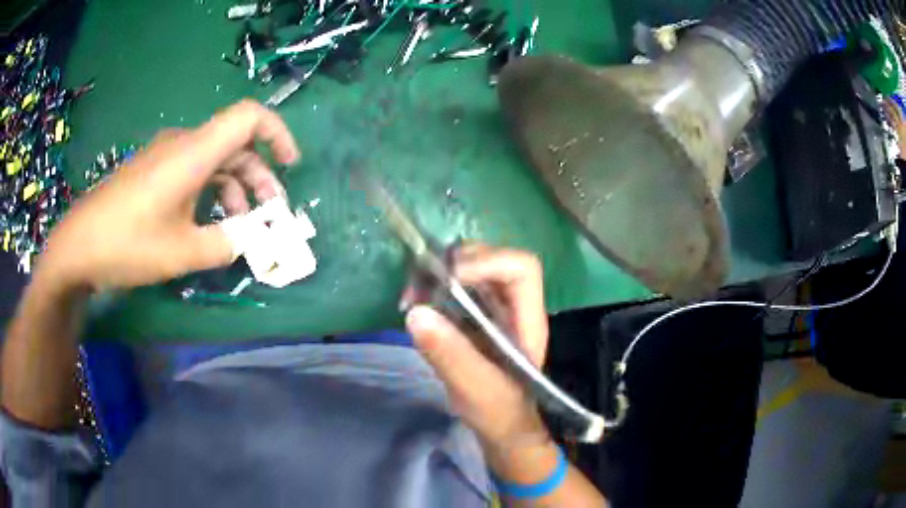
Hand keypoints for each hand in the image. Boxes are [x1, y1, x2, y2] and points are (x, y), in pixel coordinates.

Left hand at [36, 100, 299, 291]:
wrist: (78, 246)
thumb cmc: (128, 243)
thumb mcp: (181, 253)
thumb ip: (224, 245)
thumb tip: (245, 241)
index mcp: (193, 152)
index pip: (249, 117)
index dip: (277, 134)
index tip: (290, 166)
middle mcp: (182, 144)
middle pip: (235, 144)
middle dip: (259, 176)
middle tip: (270, 213)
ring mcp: (164, 156)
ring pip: (213, 160)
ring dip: (234, 188)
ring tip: (239, 226)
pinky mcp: (152, 171)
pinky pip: (192, 171)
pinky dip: (209, 192)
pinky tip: (206, 223)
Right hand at [405, 244, 550, 448]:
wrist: (502, 428)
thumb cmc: (500, 413)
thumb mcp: (476, 390)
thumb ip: (450, 355)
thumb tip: (415, 313)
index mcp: (527, 320)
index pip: (521, 268)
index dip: (487, 262)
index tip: (448, 279)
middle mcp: (514, 306)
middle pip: (494, 259)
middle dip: (456, 263)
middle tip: (421, 284)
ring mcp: (494, 308)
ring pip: (473, 268)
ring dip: (440, 273)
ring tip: (412, 293)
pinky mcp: (475, 315)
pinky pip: (456, 286)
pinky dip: (433, 287)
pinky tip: (415, 303)